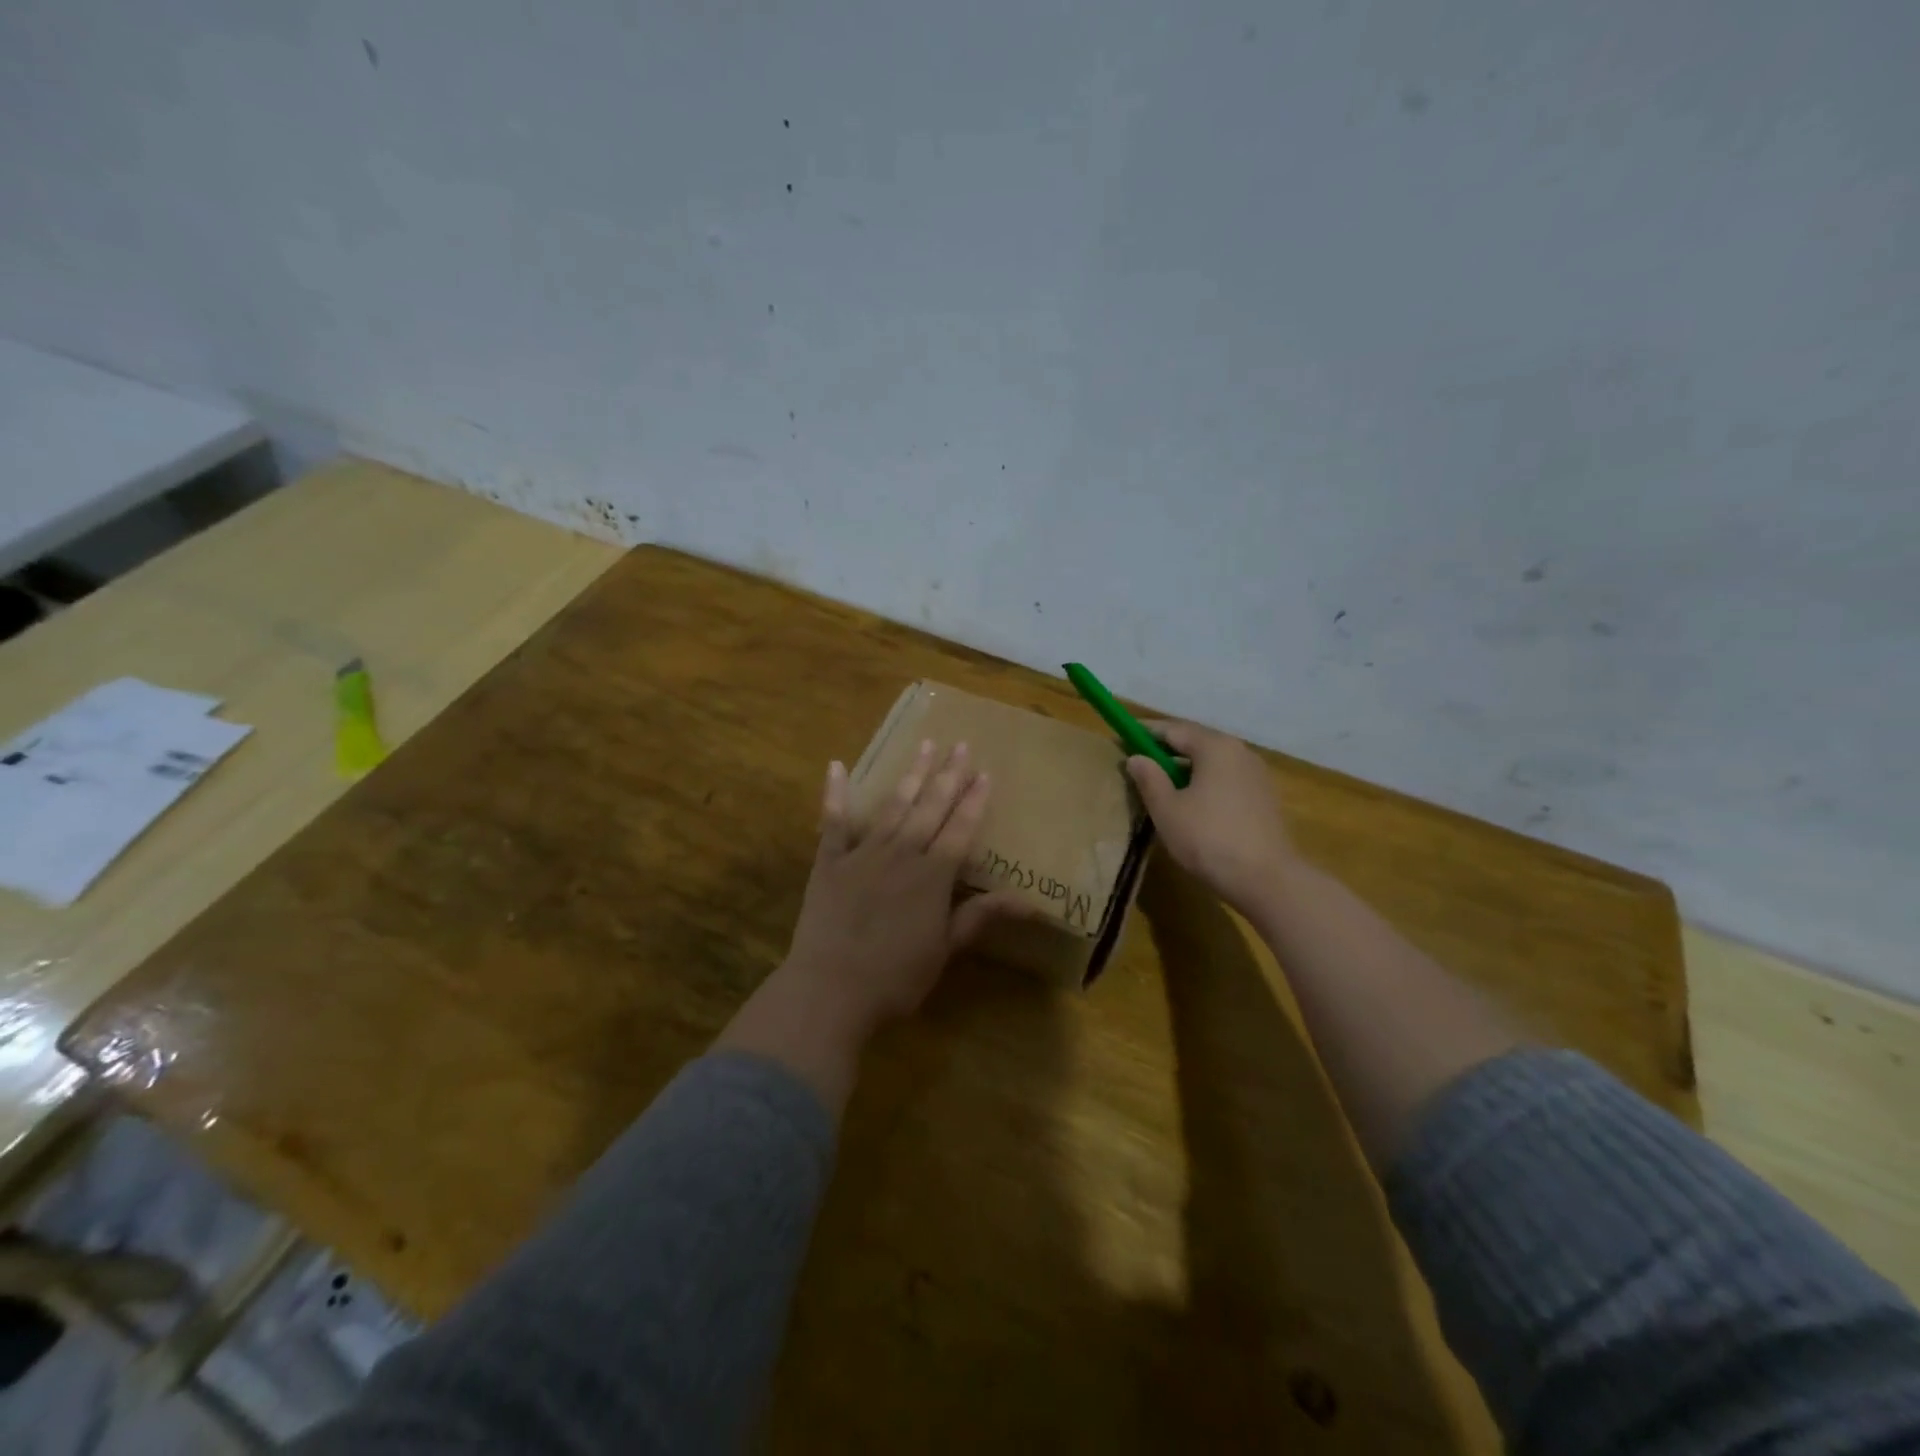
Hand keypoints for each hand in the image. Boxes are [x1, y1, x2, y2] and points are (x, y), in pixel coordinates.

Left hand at [782, 740, 1020, 1041]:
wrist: (831, 989)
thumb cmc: (895, 977)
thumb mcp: (945, 949)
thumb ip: (980, 916)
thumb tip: (1032, 902)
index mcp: (933, 876)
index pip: (960, 829)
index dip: (974, 801)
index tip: (984, 772)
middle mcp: (902, 854)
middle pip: (930, 808)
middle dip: (947, 775)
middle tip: (959, 744)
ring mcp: (863, 854)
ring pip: (893, 806)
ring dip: (911, 775)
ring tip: (924, 746)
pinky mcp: (829, 861)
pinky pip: (833, 821)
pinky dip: (835, 793)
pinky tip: (837, 765)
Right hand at [1125, 721, 1297, 914]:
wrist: (1266, 879)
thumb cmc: (1208, 839)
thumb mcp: (1167, 809)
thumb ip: (1149, 778)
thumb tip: (1136, 758)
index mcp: (1215, 747)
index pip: (1173, 729)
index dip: (1144, 733)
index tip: (1121, 739)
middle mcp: (1240, 752)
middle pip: (1196, 742)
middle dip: (1165, 749)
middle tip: (1138, 762)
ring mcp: (1256, 775)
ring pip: (1212, 762)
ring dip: (1185, 768)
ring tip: (1161, 784)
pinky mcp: (1263, 797)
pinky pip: (1226, 779)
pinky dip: (1204, 782)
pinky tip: (1191, 803)